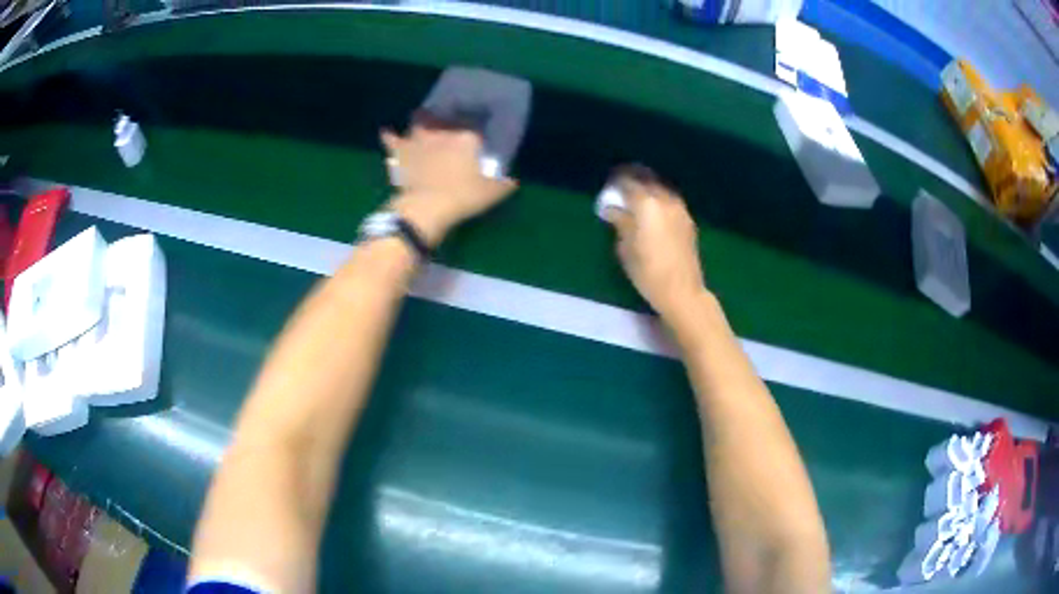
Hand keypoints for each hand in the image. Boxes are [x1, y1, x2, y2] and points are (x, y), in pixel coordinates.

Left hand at [381, 123, 517, 246]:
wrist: (427, 208)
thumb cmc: (463, 198)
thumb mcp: (491, 193)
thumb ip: (503, 184)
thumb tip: (513, 181)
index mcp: (467, 138)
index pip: (475, 127)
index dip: (476, 130)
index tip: (477, 136)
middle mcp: (443, 132)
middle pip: (445, 118)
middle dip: (447, 120)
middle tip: (448, 125)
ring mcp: (419, 140)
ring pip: (419, 121)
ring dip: (421, 121)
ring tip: (422, 122)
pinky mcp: (400, 152)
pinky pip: (391, 139)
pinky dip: (389, 135)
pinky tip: (387, 132)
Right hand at [603, 166, 706, 320]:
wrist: (682, 291)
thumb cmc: (648, 272)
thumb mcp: (626, 249)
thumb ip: (620, 223)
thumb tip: (613, 209)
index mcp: (646, 204)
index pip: (628, 183)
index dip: (616, 182)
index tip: (608, 186)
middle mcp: (665, 200)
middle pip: (647, 179)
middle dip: (633, 179)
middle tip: (620, 186)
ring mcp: (679, 209)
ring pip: (661, 188)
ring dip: (648, 188)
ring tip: (636, 197)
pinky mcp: (688, 220)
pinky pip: (670, 200)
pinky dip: (659, 199)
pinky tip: (652, 209)